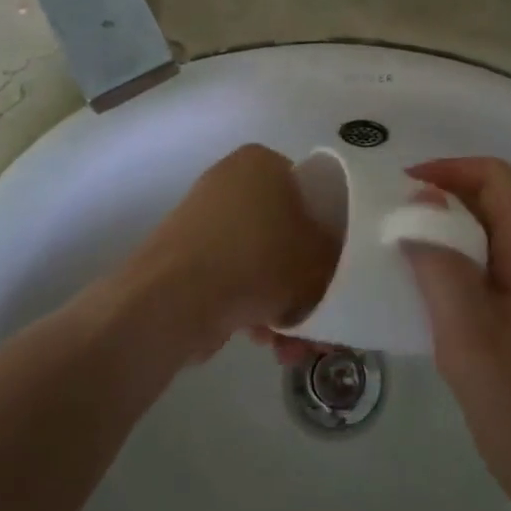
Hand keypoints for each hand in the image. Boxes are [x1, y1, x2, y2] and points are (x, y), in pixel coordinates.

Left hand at [128, 145, 337, 358]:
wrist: (175, 297)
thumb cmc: (258, 259)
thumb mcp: (318, 257)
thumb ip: (335, 254)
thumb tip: (332, 262)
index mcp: (262, 162)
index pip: (310, 190)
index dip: (329, 231)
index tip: (335, 269)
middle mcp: (230, 181)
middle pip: (284, 232)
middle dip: (303, 282)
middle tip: (317, 319)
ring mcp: (204, 220)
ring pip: (259, 261)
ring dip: (279, 303)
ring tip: (290, 348)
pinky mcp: (185, 256)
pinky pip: (232, 277)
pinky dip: (249, 306)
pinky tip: (262, 342)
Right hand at [404, 157, 510, 510]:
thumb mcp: (469, 329)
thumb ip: (441, 262)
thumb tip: (418, 202)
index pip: (495, 178)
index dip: (450, 169)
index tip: (401, 188)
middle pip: (486, 204)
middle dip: (436, 200)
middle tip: (385, 220)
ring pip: (479, 241)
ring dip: (437, 236)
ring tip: (390, 253)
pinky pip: (477, 276)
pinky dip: (444, 271)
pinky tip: (413, 298)